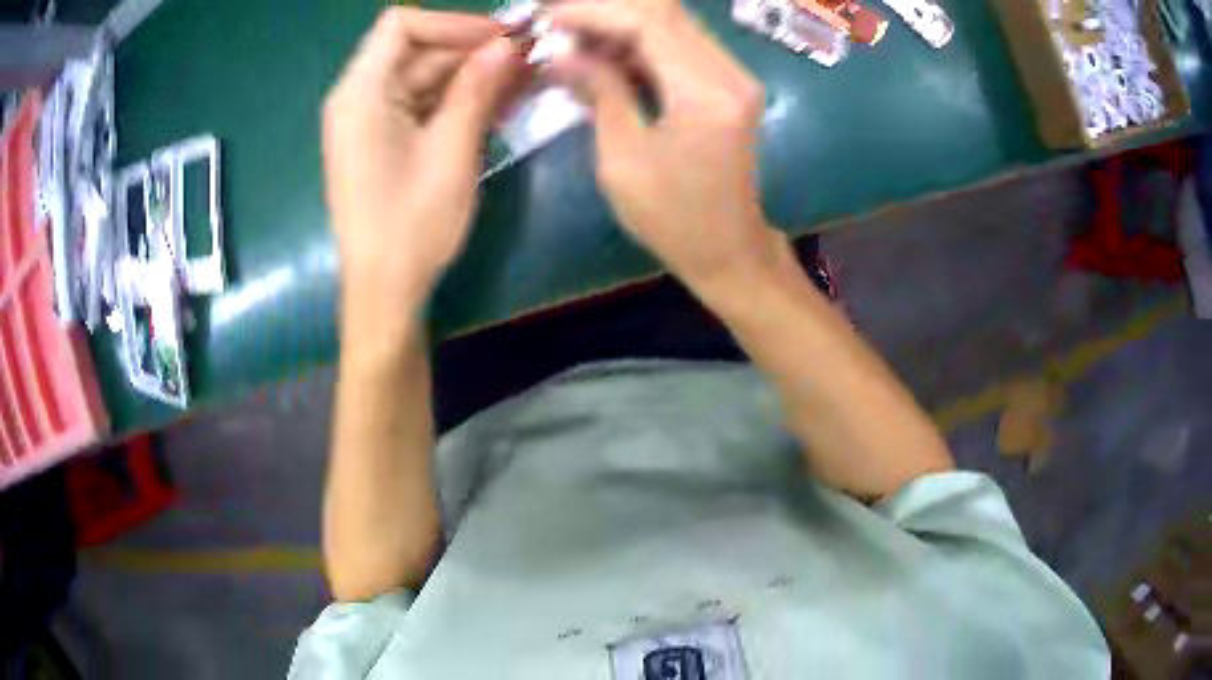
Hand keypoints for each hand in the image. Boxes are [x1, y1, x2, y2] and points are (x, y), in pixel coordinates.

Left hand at [323, 8, 521, 345]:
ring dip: (469, 76)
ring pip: (421, 76)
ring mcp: (366, 120)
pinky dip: (453, 100)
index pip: (401, 25)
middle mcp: (356, 98)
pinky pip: (418, 103)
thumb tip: (507, 44)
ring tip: (521, 83)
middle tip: (526, 60)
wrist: (384, 289)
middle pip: (415, 50)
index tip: (501, 39)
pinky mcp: (379, 139)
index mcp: (361, 93)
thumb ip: (476, 88)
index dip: (453, 23)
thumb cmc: (412, 223)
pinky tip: (494, 106)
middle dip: (470, 50)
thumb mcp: (451, 149)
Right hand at [550, 0, 783, 290]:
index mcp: (705, 94)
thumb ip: (599, 92)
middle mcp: (730, 74)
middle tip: (557, 26)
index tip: (547, 18)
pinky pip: (680, 44)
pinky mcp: (729, 84)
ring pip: (672, 23)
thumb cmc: (673, 219)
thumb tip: (560, 54)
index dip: (593, 12)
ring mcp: (735, 77)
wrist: (729, 250)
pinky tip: (604, 56)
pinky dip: (639, 43)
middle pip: (664, 11)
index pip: (648, 21)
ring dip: (620, 25)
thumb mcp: (622, 159)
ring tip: (573, 42)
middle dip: (605, 12)